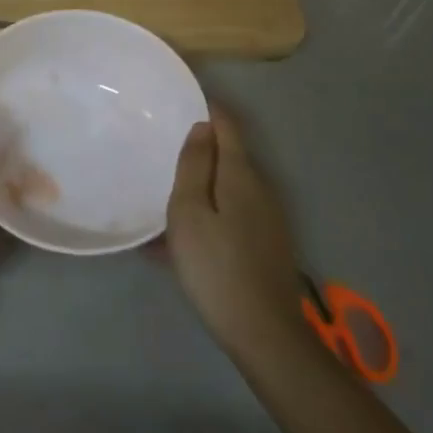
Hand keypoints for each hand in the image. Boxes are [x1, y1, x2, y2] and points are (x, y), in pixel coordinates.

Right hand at [164, 106, 306, 355]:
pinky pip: (232, 214)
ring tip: (168, 196)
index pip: (227, 127)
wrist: (263, 331)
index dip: (209, 110)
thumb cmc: (215, 266)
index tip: (183, 101)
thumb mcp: (189, 213)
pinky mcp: (267, 243)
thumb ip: (194, 166)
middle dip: (201, 149)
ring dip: (202, 185)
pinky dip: (209, 213)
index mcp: (240, 175)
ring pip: (229, 188)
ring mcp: (268, 218)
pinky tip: (185, 238)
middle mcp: (260, 189)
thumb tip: (203, 128)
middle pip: (230, 157)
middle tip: (165, 150)